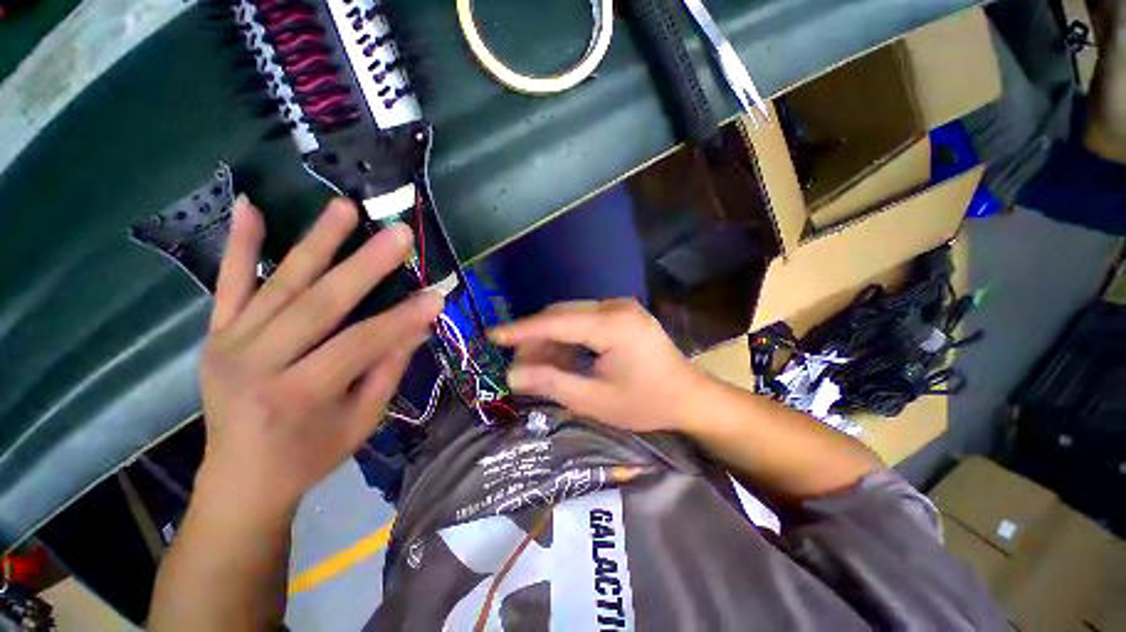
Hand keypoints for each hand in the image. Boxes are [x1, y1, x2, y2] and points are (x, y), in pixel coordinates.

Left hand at [196, 197, 442, 517]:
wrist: (240, 479)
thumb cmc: (311, 455)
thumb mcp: (362, 421)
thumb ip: (388, 369)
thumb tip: (419, 326)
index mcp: (297, 396)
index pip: (360, 344)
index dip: (402, 319)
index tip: (437, 295)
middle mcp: (256, 364)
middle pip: (319, 304)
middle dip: (365, 266)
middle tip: (398, 235)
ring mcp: (229, 344)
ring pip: (279, 284)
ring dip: (316, 242)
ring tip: (345, 207)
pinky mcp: (216, 333)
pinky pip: (227, 284)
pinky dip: (240, 245)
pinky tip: (248, 206)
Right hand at [490, 299, 705, 432]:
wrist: (690, 397)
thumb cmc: (646, 403)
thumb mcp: (595, 400)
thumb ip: (552, 383)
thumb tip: (511, 375)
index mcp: (613, 325)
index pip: (555, 321)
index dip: (521, 330)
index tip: (492, 335)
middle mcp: (616, 306)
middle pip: (562, 314)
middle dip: (535, 337)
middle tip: (517, 364)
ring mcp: (621, 307)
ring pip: (571, 316)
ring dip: (550, 339)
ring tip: (536, 366)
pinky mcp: (622, 314)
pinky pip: (585, 321)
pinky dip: (568, 339)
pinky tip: (560, 358)